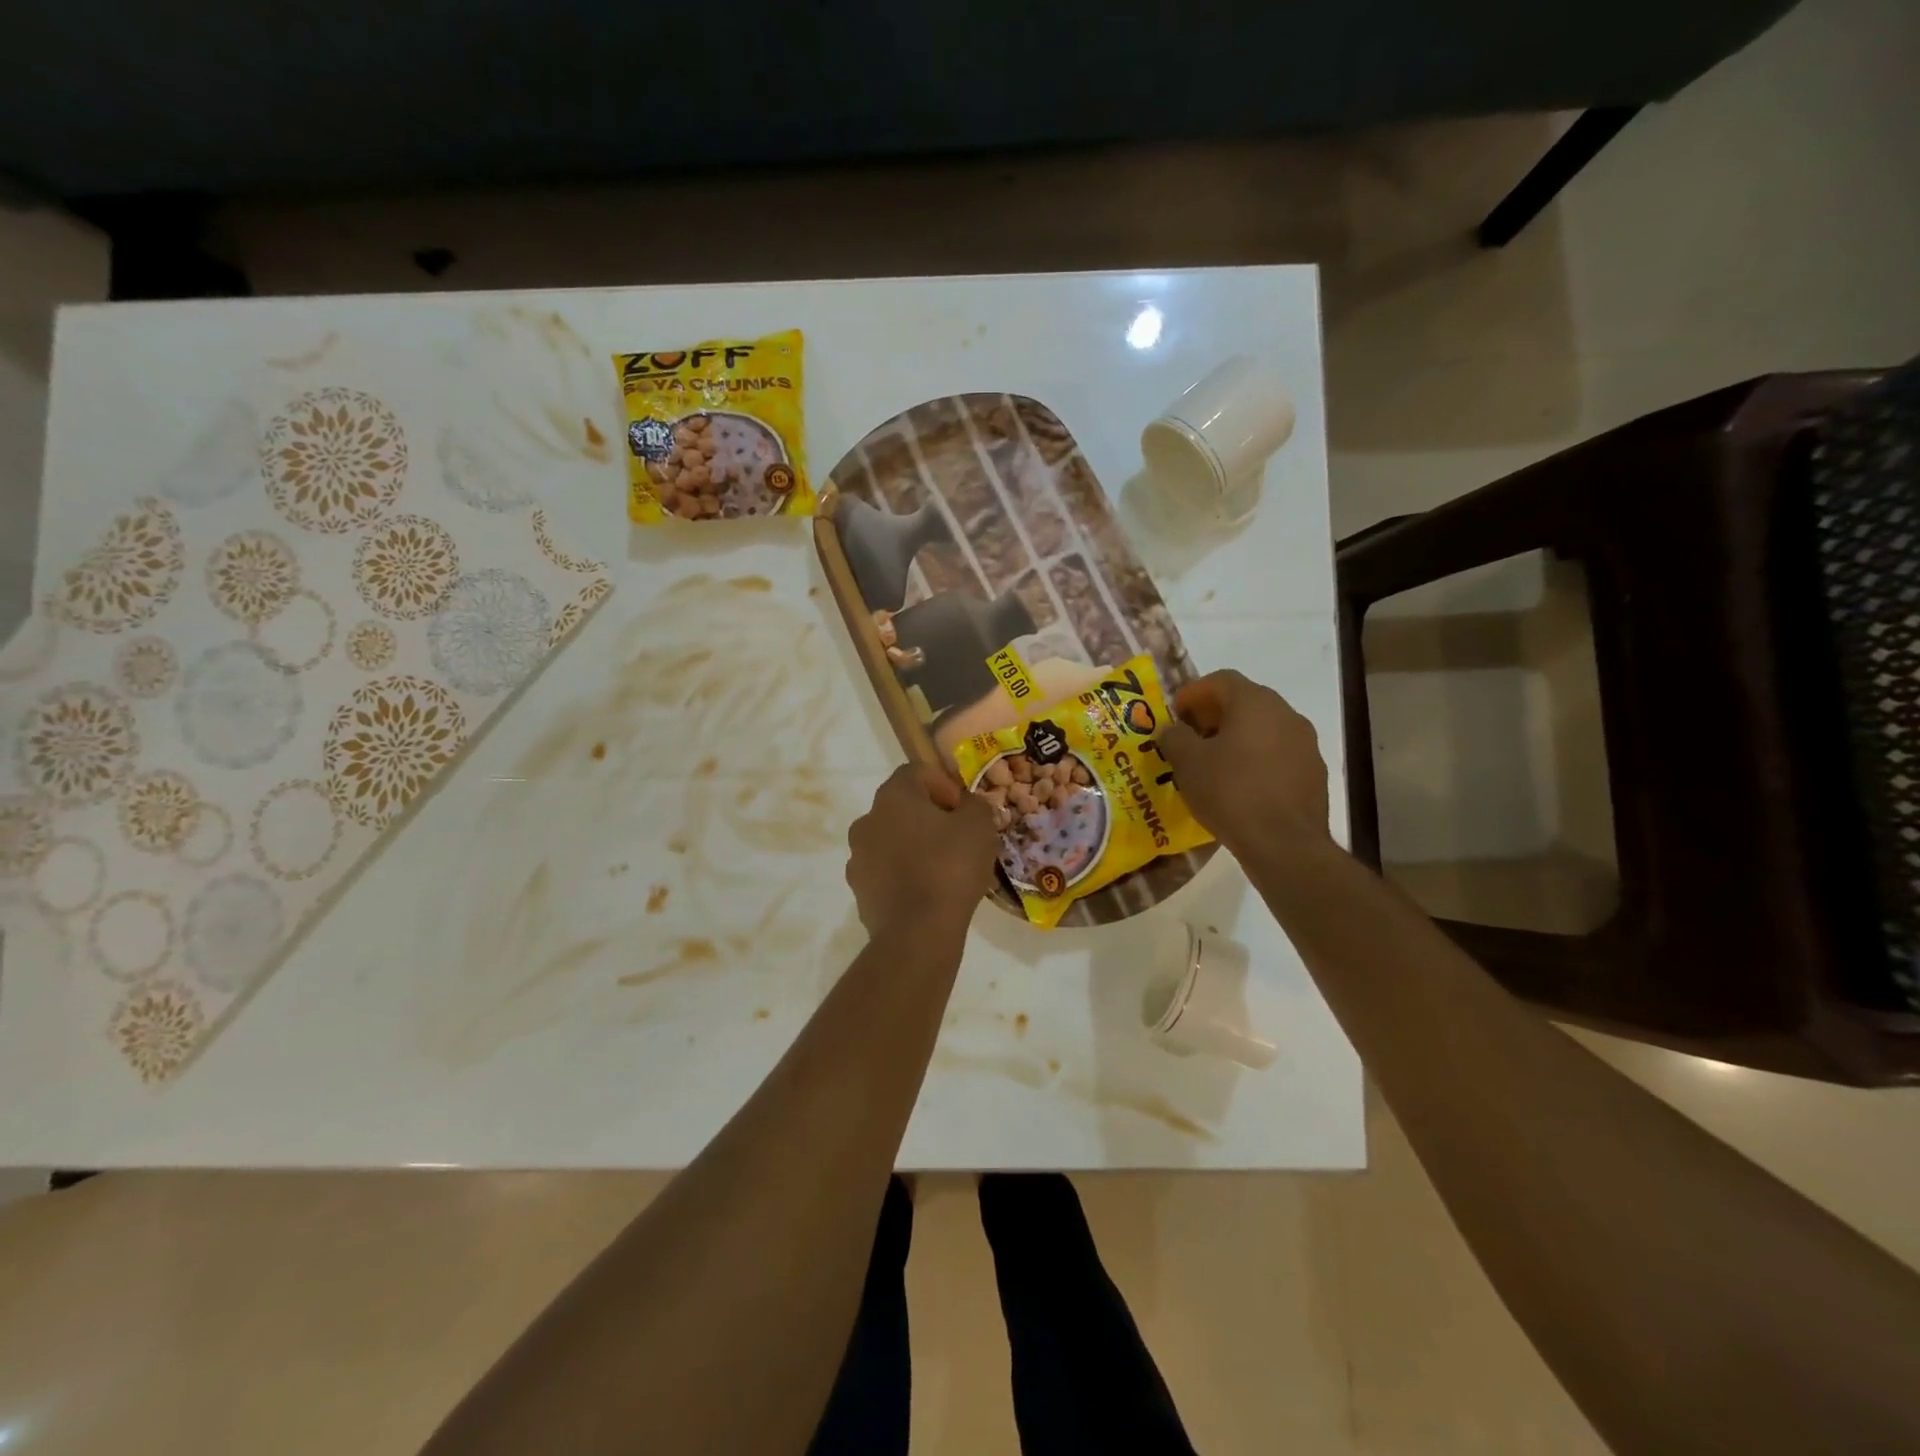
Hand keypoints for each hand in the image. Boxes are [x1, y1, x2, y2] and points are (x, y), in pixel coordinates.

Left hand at [846, 764, 998, 936]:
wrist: (917, 932)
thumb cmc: (950, 867)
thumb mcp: (979, 826)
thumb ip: (976, 806)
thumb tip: (969, 806)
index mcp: (892, 796)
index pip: (916, 772)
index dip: (944, 785)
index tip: (965, 810)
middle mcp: (867, 820)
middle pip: (901, 807)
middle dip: (930, 818)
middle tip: (959, 838)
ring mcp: (858, 857)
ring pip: (891, 841)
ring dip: (915, 847)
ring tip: (945, 869)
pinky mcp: (859, 891)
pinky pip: (885, 873)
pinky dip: (904, 875)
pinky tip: (928, 893)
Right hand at [1158, 670, 1330, 857]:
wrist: (1284, 844)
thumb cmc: (1230, 792)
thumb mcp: (1187, 763)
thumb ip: (1174, 737)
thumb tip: (1173, 730)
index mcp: (1255, 702)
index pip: (1221, 680)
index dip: (1193, 692)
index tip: (1175, 713)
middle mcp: (1286, 714)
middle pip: (1245, 702)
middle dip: (1215, 715)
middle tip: (1191, 736)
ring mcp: (1306, 744)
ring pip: (1264, 729)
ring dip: (1237, 738)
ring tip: (1213, 763)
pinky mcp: (1314, 773)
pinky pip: (1278, 755)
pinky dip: (1256, 760)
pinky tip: (1239, 786)